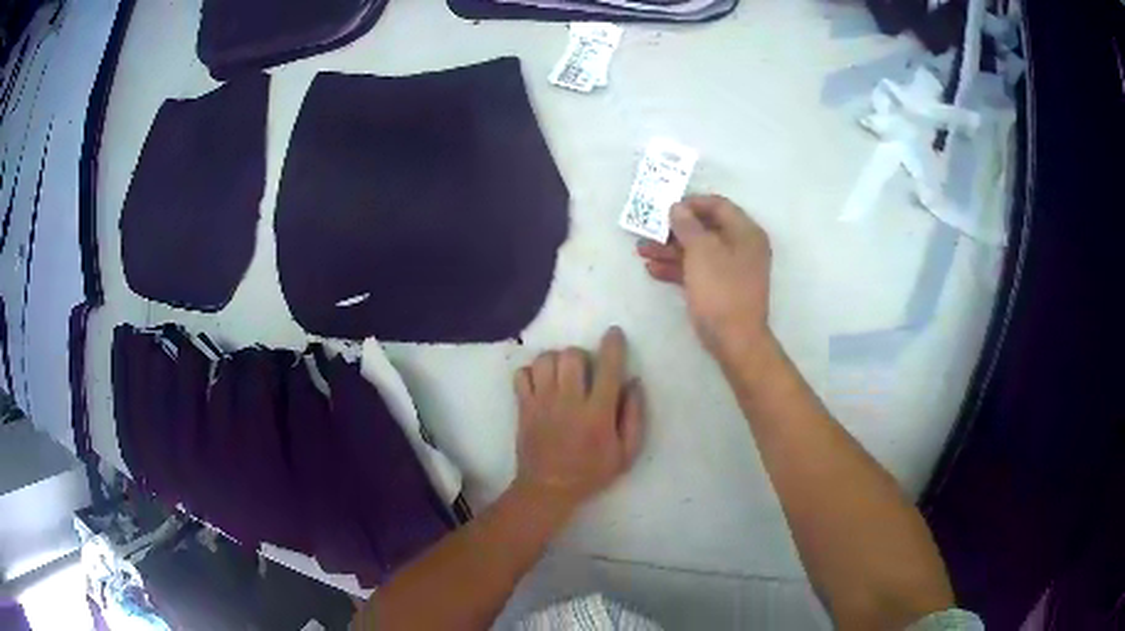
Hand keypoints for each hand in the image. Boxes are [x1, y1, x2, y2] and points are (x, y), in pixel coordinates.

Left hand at [512, 327, 644, 514]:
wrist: (548, 488)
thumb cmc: (591, 472)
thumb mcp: (626, 453)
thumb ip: (634, 417)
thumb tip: (633, 382)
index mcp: (597, 413)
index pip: (607, 368)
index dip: (613, 345)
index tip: (614, 334)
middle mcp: (568, 402)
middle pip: (571, 356)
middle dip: (581, 356)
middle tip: (584, 371)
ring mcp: (541, 403)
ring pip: (545, 360)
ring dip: (556, 361)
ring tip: (561, 376)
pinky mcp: (523, 407)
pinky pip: (521, 374)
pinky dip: (530, 373)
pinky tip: (540, 385)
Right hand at [637, 195, 772, 362]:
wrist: (735, 340)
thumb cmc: (721, 290)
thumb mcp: (702, 252)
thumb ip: (688, 226)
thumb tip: (677, 207)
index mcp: (745, 232)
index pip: (718, 205)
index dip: (691, 203)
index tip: (666, 208)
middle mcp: (741, 247)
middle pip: (705, 229)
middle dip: (674, 229)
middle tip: (648, 230)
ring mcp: (730, 269)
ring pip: (698, 251)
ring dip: (670, 250)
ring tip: (641, 251)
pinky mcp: (720, 288)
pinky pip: (697, 270)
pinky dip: (677, 268)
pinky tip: (652, 270)